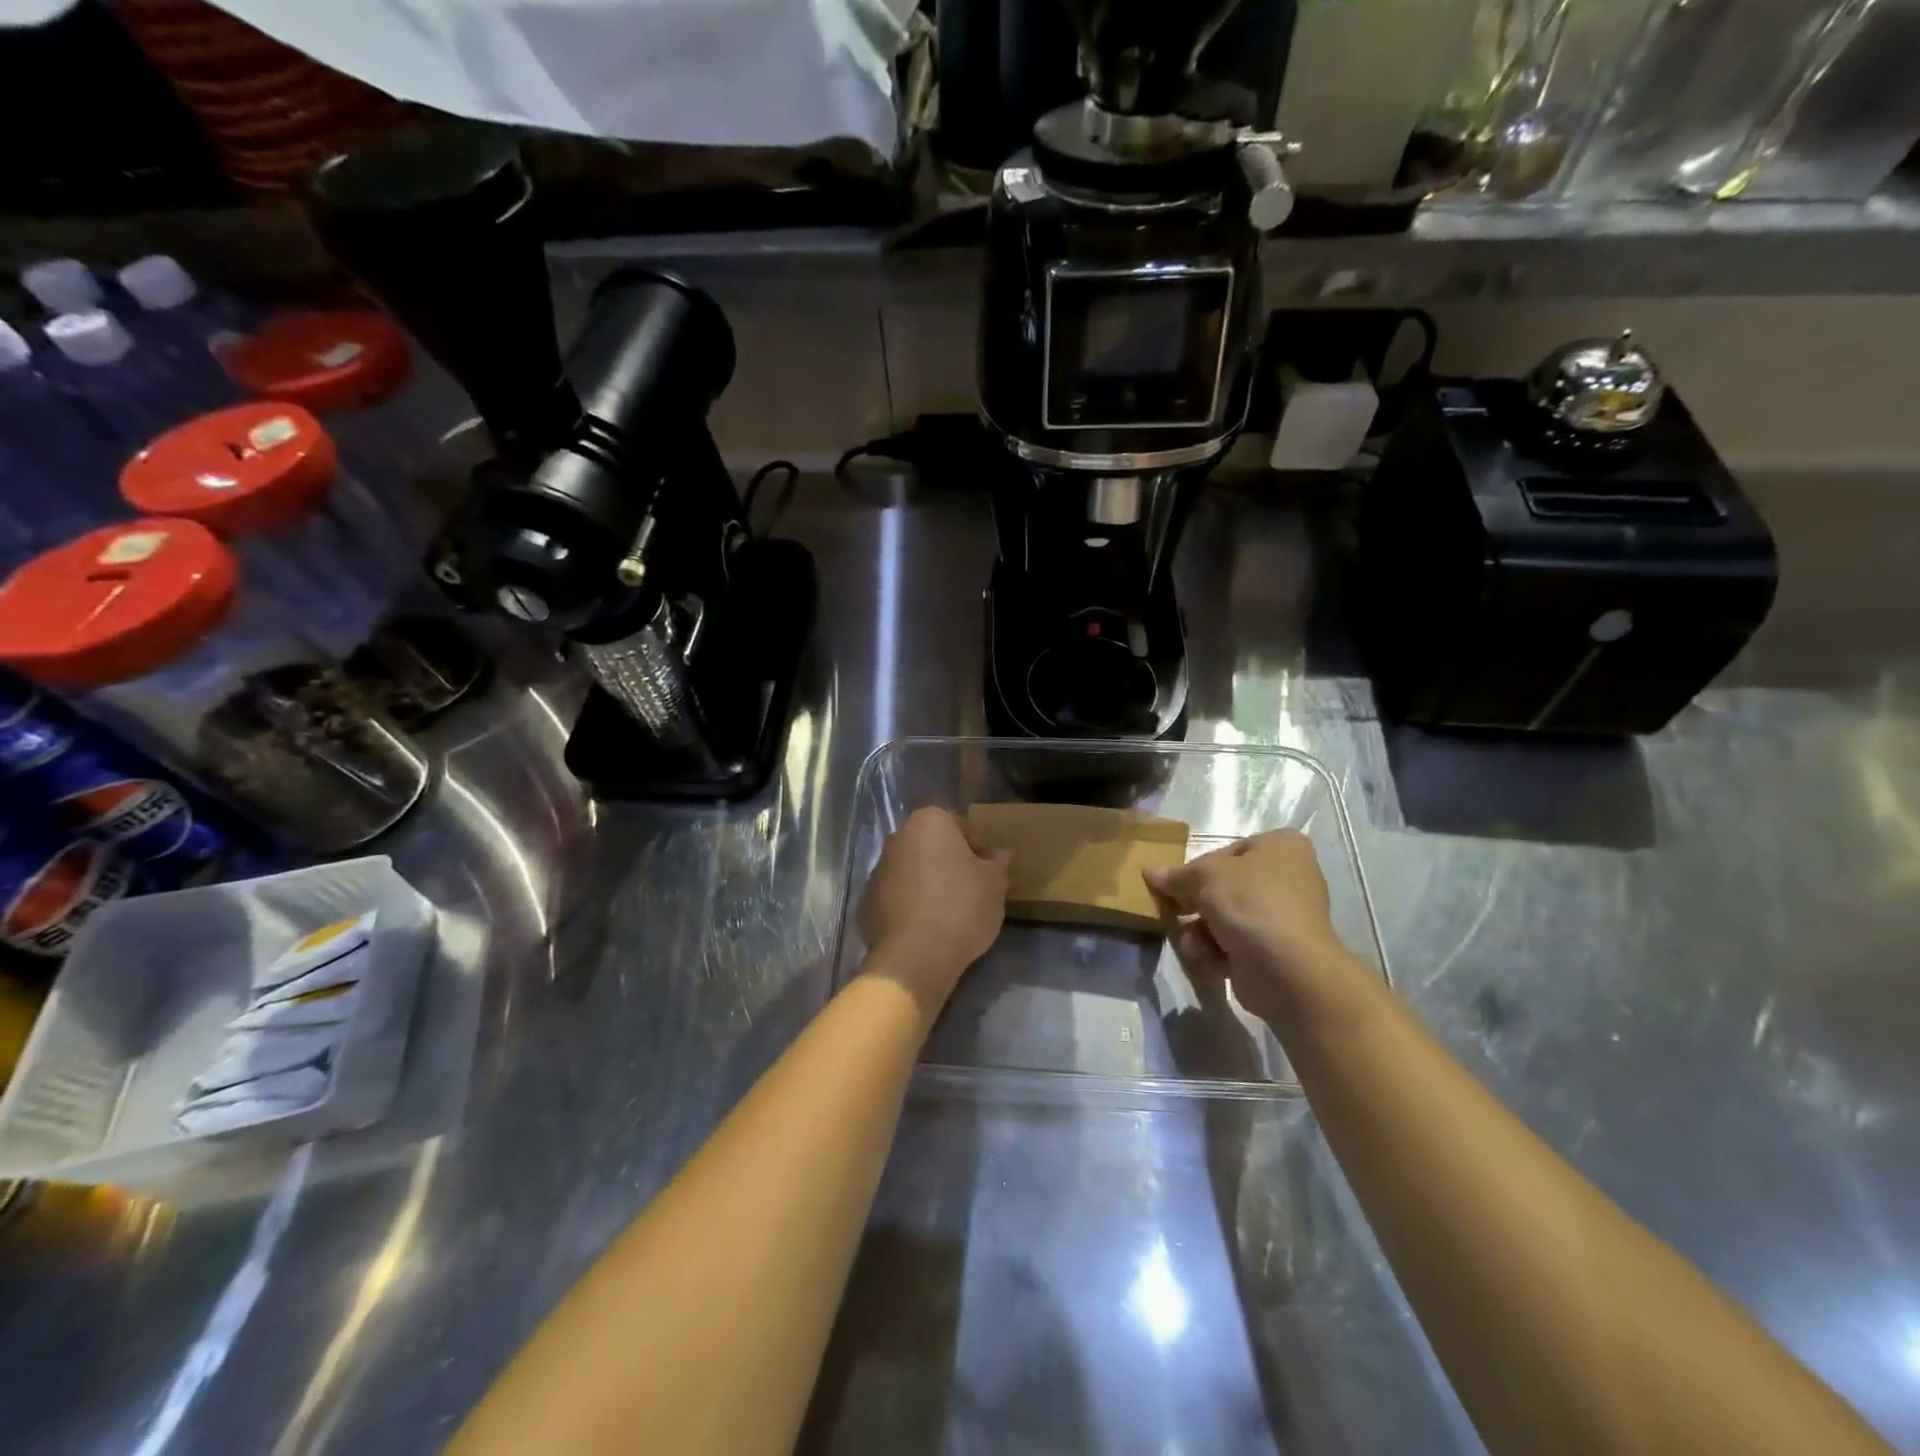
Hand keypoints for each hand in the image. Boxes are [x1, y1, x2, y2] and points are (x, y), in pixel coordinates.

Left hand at [859, 807, 1007, 1008]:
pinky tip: (929, 927)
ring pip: (913, 871)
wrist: (915, 955)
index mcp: (928, 822)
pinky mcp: (867, 903)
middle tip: (974, 888)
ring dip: (930, 883)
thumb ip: (996, 865)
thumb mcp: (994, 884)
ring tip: (952, 912)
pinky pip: (898, 897)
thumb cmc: (961, 906)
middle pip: (932, 846)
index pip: (960, 825)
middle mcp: (898, 838)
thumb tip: (998, 856)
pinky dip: (912, 905)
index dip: (980, 846)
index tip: (992, 870)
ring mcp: (878, 871)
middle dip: (951, 862)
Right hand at [1143, 830, 1360, 1027]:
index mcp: (1280, 846)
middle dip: (1195, 904)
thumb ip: (1176, 875)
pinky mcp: (1274, 950)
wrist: (1288, 970)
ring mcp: (1282, 916)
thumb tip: (1149, 871)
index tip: (1173, 885)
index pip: (1225, 852)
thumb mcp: (1205, 876)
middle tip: (1171, 912)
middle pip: (1223, 886)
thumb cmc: (1250, 904)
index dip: (1196, 869)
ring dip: (1200, 931)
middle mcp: (1287, 877)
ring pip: (1224, 917)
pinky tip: (1208, 960)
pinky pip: (1234, 943)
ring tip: (1193, 943)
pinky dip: (1216, 951)